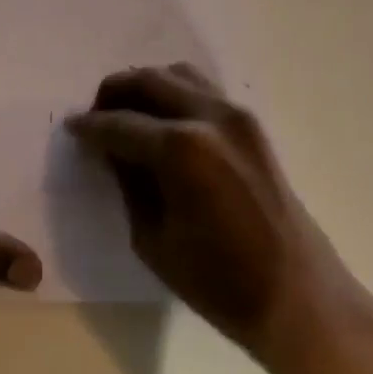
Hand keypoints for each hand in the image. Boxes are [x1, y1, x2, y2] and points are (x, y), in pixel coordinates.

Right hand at [68, 64, 372, 373]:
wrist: (301, 299)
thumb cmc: (220, 283)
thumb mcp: (153, 237)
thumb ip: (128, 181)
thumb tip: (111, 150)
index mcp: (180, 149)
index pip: (118, 124)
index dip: (89, 126)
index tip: (71, 129)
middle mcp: (207, 117)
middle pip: (146, 81)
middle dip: (113, 94)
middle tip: (96, 118)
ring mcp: (235, 114)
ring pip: (175, 74)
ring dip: (144, 87)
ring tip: (129, 116)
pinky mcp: (251, 123)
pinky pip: (201, 88)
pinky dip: (174, 93)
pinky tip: (163, 121)